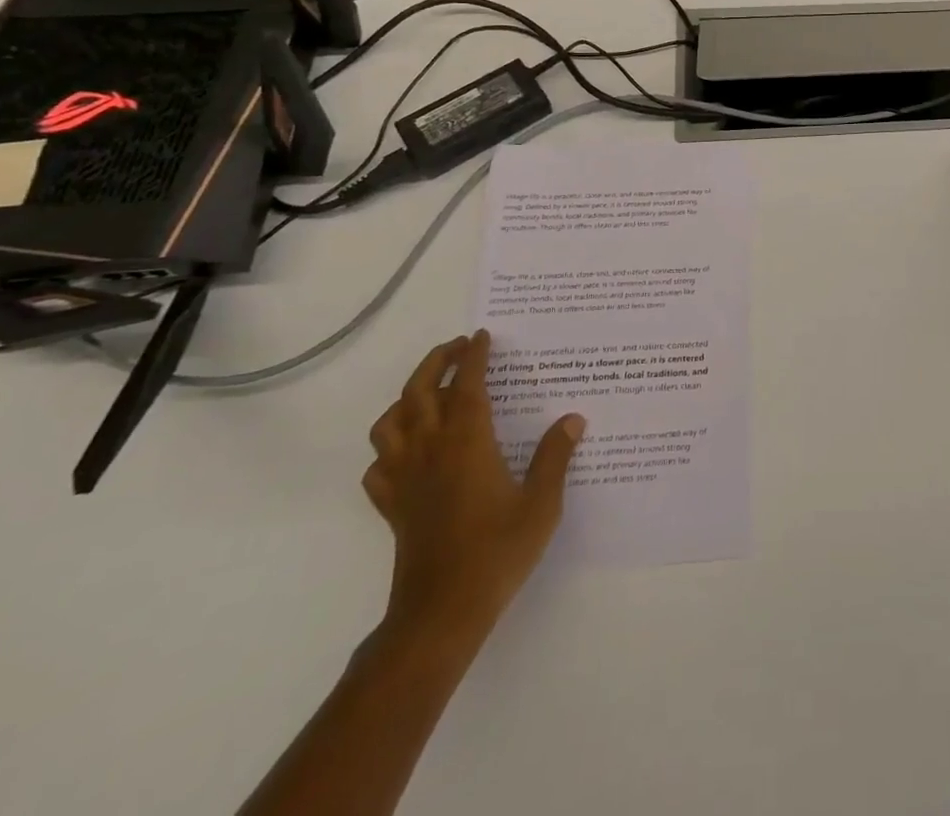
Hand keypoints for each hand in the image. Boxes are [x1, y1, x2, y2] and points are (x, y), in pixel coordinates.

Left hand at [364, 329, 584, 639]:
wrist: (441, 613)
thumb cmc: (496, 552)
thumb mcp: (541, 504)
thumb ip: (555, 457)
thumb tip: (573, 419)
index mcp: (467, 443)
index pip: (467, 385)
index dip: (474, 356)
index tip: (482, 336)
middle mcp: (430, 451)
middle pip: (419, 391)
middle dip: (437, 361)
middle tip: (458, 347)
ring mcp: (404, 479)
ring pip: (389, 423)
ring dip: (406, 397)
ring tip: (429, 392)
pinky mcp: (391, 507)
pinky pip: (377, 466)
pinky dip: (388, 447)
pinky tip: (406, 451)